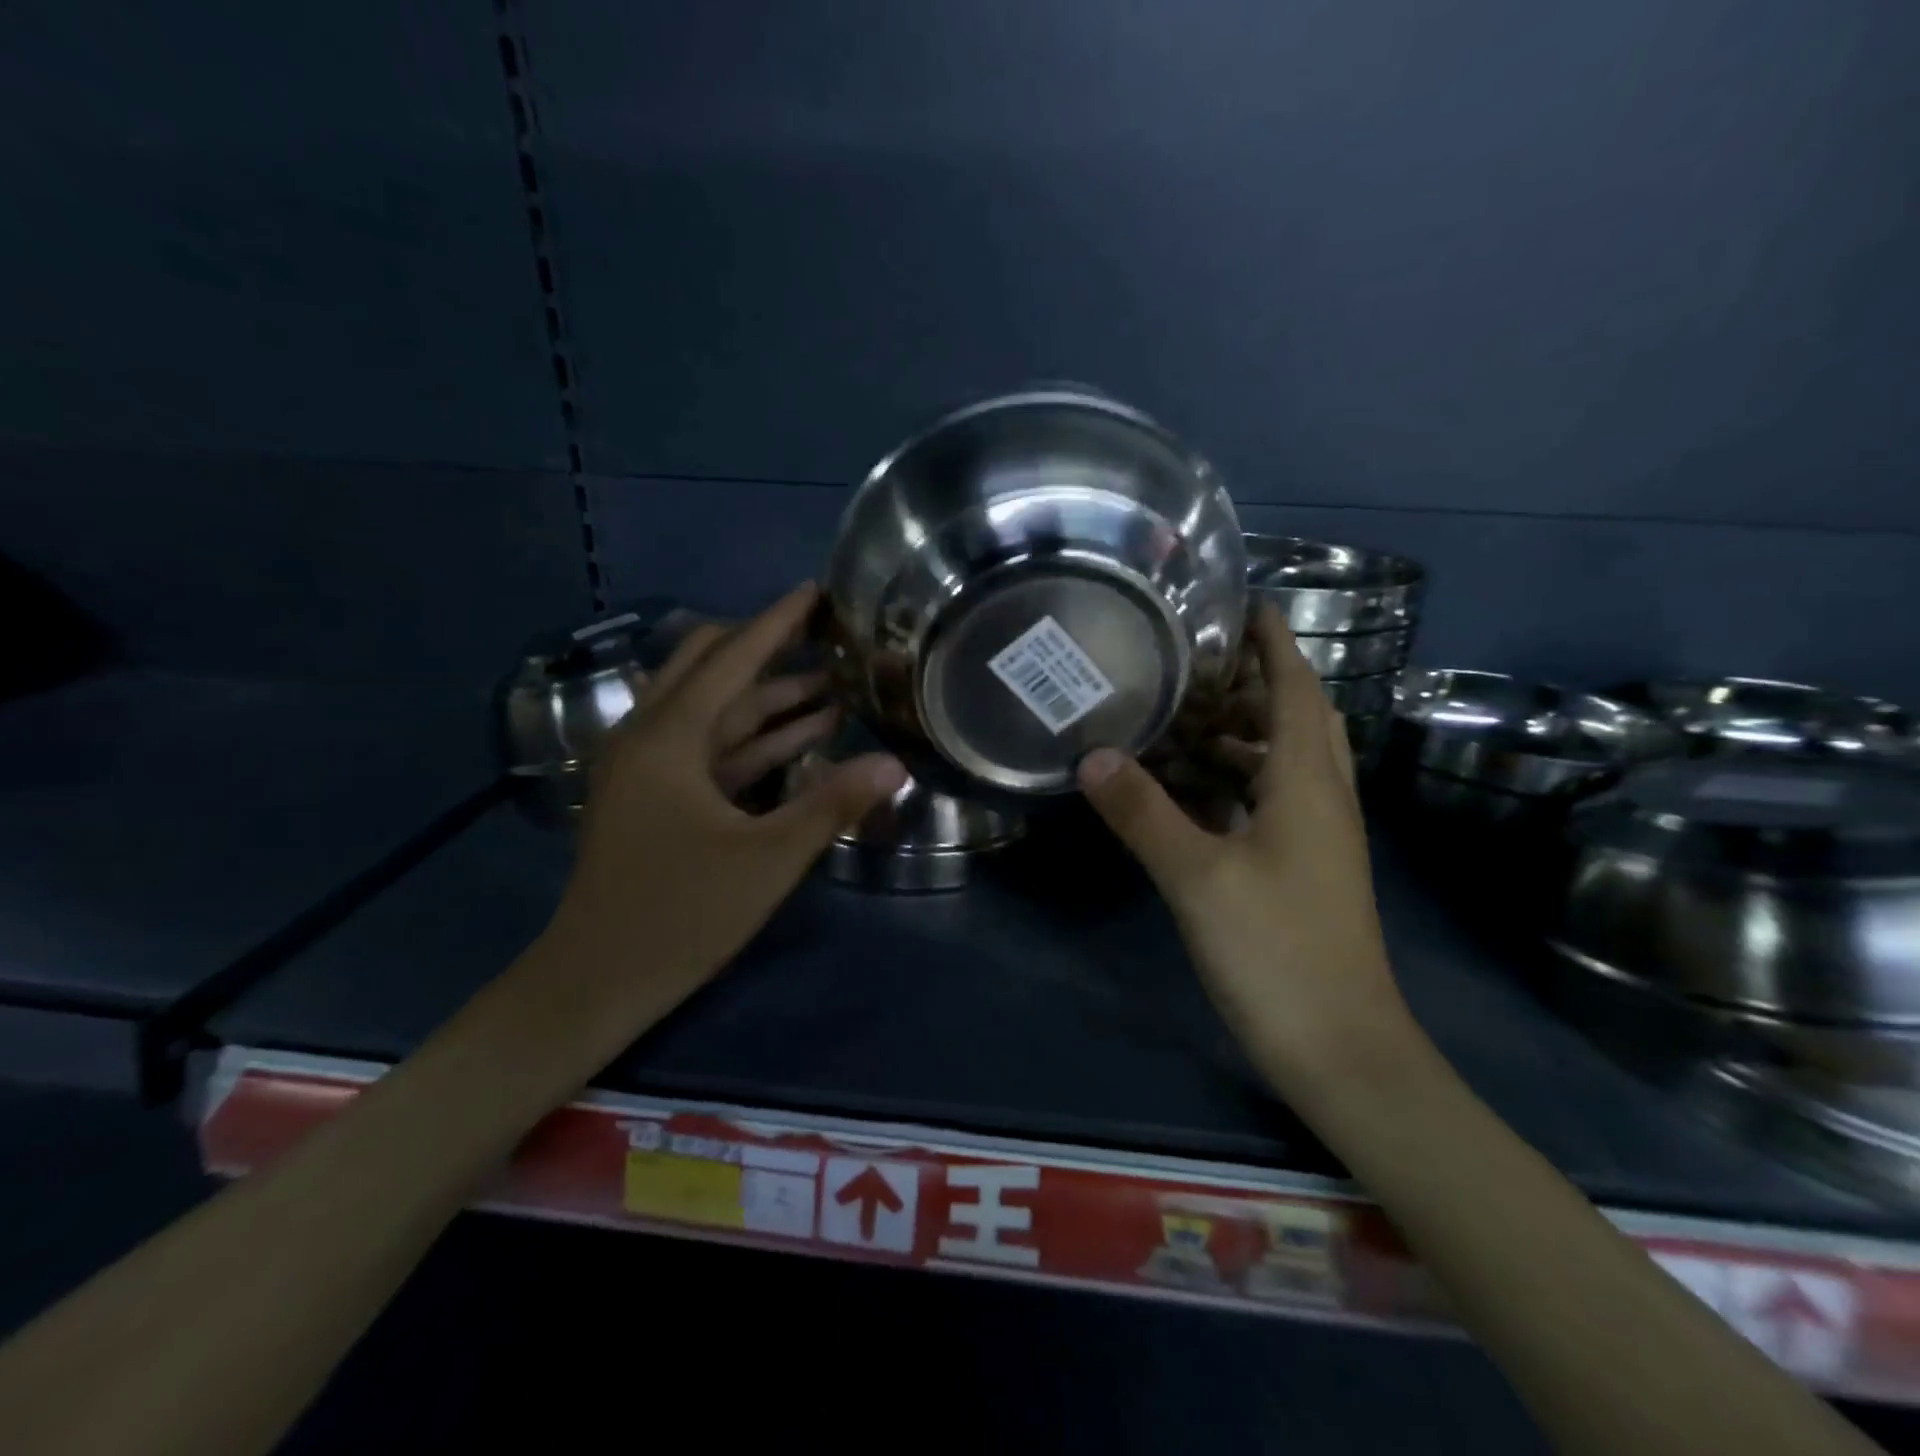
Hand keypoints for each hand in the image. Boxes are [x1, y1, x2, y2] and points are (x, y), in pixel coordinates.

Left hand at [539, 584, 905, 1057]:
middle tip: (826, 634)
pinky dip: (756, 740)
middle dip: (769, 649)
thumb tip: (895, 763)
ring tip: (834, 684)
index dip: (778, 622)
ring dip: (771, 699)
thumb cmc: (678, 916)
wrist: (596, 981)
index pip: (732, 659)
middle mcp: (651, 736)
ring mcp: (650, 767)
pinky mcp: (658, 796)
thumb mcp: (767, 859)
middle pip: (711, 669)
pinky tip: (804, 736)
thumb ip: (832, 805)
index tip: (817, 591)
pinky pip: (712, 750)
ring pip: (716, 712)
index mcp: (669, 737)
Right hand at [1077, 605, 1410, 1091]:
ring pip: (1284, 762)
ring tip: (1183, 719)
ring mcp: (1318, 838)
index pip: (1297, 689)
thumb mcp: (1198, 878)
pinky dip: (1236, 780)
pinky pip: (1272, 800)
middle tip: (1194, 665)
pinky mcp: (1304, 870)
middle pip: (1297, 719)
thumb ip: (1143, 813)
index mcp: (1308, 785)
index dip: (1274, 643)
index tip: (1242, 604)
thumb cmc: (1277, 952)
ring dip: (1242, 733)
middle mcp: (1323, 800)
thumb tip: (1092, 755)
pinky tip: (1192, 791)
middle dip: (1254, 683)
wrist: (1342, 1051)